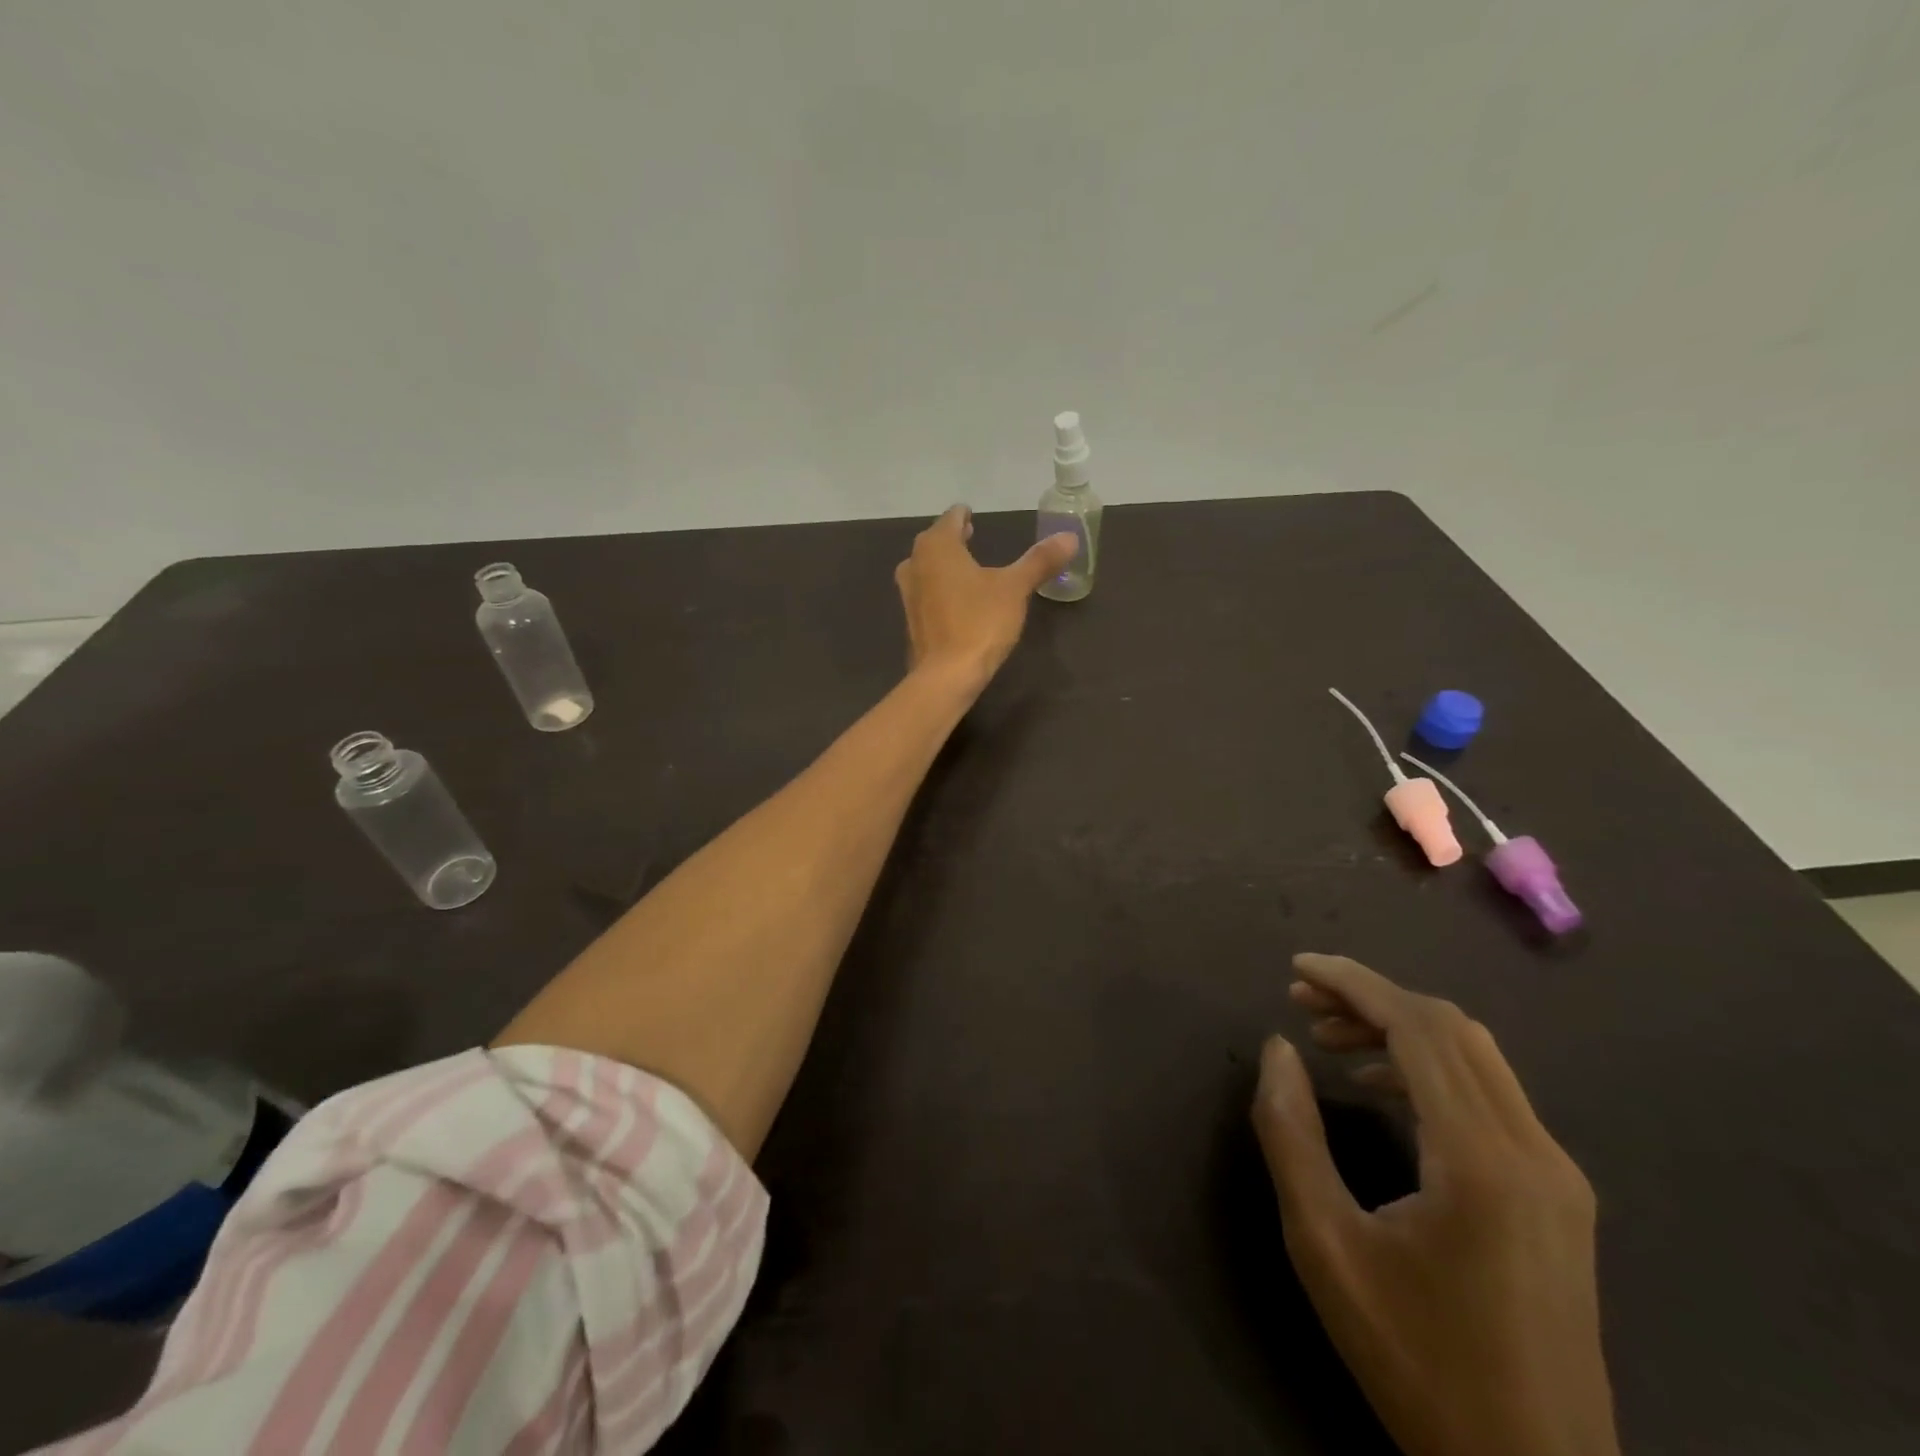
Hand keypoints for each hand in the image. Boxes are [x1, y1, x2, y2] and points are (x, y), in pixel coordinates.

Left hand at [894, 506, 1076, 692]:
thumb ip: (1039, 561)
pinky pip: (927, 593)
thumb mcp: (1015, 589)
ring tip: (966, 566)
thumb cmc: (979, 622)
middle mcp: (915, 563)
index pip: (951, 519)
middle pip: (935, 542)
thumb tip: (1069, 537)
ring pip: (927, 568)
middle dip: (953, 538)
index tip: (971, 513)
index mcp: (937, 546)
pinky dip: (941, 588)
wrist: (946, 675)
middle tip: (970, 534)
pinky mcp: (912, 620)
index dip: (963, 515)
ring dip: (944, 564)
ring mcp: (909, 594)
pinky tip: (957, 599)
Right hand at [1253, 954, 1618, 1455]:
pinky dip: (1430, 1066)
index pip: (1419, 1028)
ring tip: (1329, 1036)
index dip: (1354, 984)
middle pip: (1451, 1030)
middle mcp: (1535, 1151)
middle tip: (1302, 1000)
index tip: (1297, 967)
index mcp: (1482, 1160)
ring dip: (1400, 1028)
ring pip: (1476, 1056)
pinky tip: (1382, 1085)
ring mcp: (1557, 1173)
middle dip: (1371, 998)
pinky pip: (1491, 1094)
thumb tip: (1279, 1048)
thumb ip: (1291, 1134)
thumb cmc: (1416, 1360)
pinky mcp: (1559, 1195)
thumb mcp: (1325, 1246)